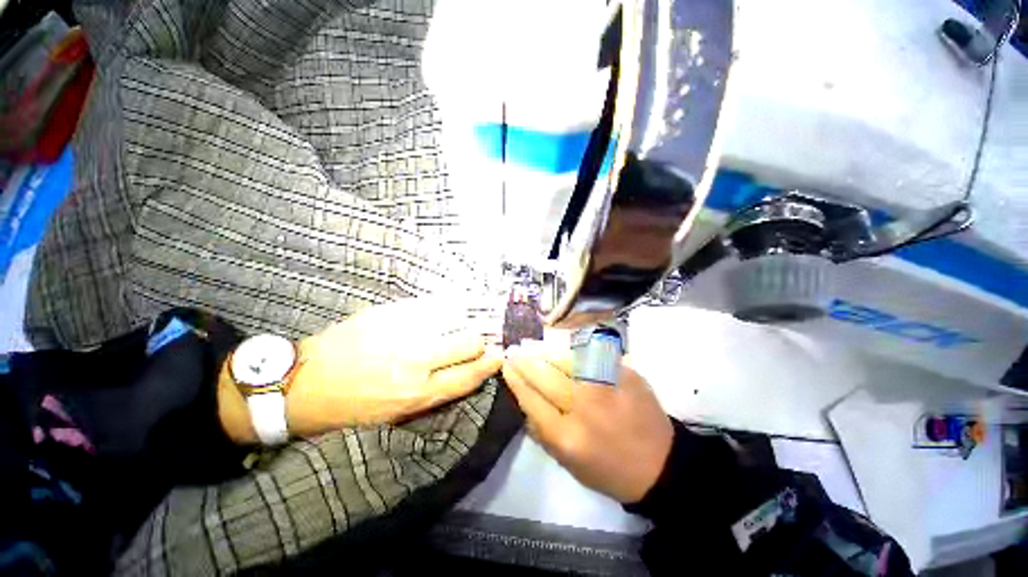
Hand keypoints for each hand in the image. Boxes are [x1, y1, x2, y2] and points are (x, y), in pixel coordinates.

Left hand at [219, 297, 502, 442]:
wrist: (302, 383)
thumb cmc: (353, 407)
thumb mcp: (396, 414)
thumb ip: (435, 391)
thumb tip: (467, 368)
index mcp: (416, 394)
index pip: (469, 375)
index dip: (490, 363)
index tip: (499, 354)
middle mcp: (415, 362)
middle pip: (468, 342)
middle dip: (479, 340)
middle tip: (477, 339)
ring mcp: (402, 332)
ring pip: (455, 318)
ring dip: (466, 320)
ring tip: (466, 320)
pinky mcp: (388, 312)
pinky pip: (432, 303)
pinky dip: (447, 305)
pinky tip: (449, 305)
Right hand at [502, 343, 672, 502]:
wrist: (660, 464)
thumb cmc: (608, 469)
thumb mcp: (567, 462)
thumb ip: (541, 429)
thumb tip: (523, 397)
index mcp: (567, 436)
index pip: (530, 398)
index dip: (515, 379)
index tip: (506, 365)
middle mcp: (584, 406)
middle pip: (545, 374)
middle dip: (525, 360)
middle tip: (515, 350)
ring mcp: (606, 385)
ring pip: (566, 358)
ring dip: (547, 350)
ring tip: (536, 345)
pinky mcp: (624, 372)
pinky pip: (590, 353)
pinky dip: (573, 350)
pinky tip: (564, 348)